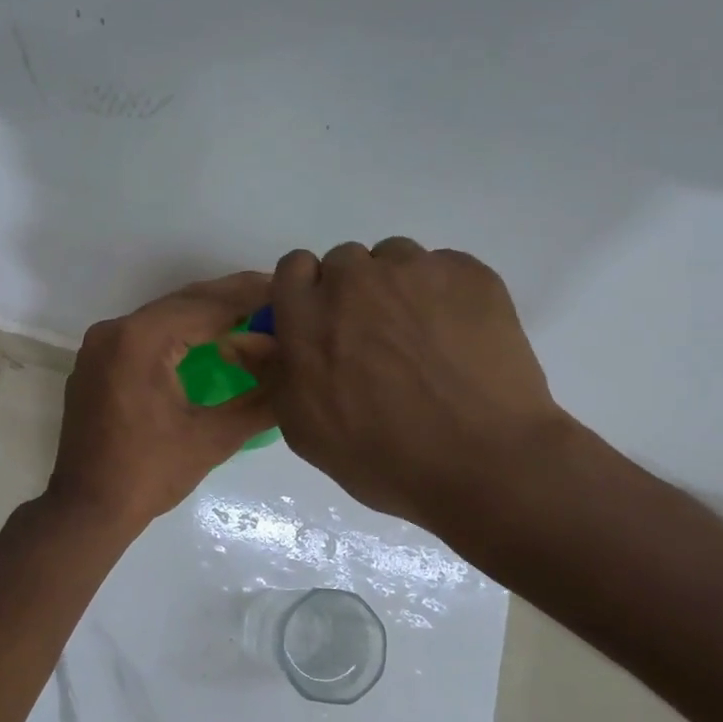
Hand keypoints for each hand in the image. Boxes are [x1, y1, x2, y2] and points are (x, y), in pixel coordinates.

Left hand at [47, 273, 275, 533]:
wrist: (87, 509)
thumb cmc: (150, 475)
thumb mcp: (214, 438)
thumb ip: (261, 399)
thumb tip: (297, 371)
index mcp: (140, 340)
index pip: (206, 306)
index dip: (251, 298)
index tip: (287, 291)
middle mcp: (114, 331)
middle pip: (182, 303)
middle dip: (230, 299)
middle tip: (276, 296)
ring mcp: (99, 346)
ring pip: (162, 317)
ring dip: (205, 315)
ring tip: (251, 315)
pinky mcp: (95, 363)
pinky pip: (143, 335)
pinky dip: (178, 333)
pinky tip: (208, 340)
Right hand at [224, 240, 572, 531]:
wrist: (485, 462)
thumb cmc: (382, 457)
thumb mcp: (306, 429)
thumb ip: (271, 373)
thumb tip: (237, 339)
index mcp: (308, 318)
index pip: (293, 268)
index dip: (306, 294)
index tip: (322, 325)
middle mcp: (355, 281)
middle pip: (344, 261)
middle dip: (351, 292)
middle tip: (374, 341)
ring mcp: (415, 272)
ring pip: (394, 259)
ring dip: (397, 287)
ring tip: (420, 338)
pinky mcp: (469, 273)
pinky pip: (442, 267)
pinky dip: (442, 293)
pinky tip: (457, 338)